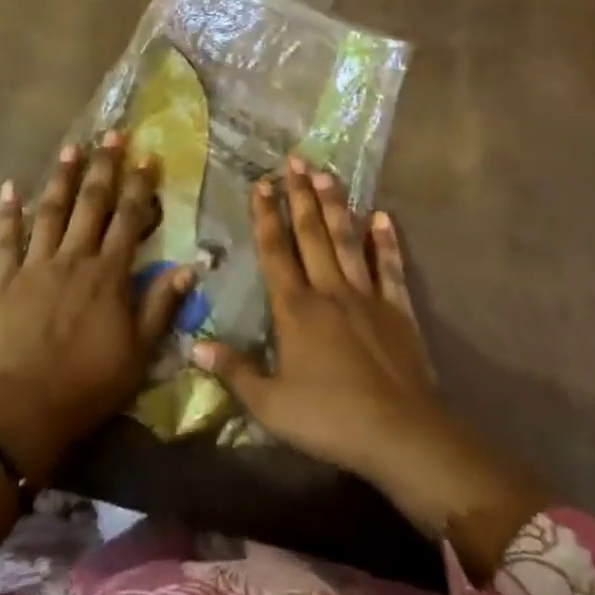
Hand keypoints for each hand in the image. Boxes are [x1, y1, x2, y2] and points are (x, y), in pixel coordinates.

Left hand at [0, 131, 192, 483]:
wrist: (26, 411)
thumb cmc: (89, 384)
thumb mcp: (139, 353)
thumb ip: (161, 306)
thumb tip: (189, 267)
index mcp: (108, 274)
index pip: (128, 218)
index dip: (139, 185)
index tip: (148, 156)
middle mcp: (74, 258)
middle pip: (91, 203)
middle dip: (104, 166)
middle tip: (112, 134)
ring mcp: (36, 264)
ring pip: (51, 210)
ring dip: (62, 176)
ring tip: (72, 147)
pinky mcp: (4, 278)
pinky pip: (6, 238)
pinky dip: (8, 211)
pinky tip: (10, 185)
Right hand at [194, 158, 545, 574]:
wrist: (400, 435)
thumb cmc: (330, 419)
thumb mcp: (271, 404)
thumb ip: (234, 371)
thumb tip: (195, 344)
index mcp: (296, 309)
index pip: (275, 251)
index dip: (266, 216)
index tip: (261, 183)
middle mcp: (329, 290)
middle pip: (311, 234)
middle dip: (300, 195)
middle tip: (295, 159)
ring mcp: (366, 296)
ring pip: (347, 240)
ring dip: (336, 205)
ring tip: (327, 173)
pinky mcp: (397, 309)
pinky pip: (389, 268)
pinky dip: (385, 242)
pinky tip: (383, 216)